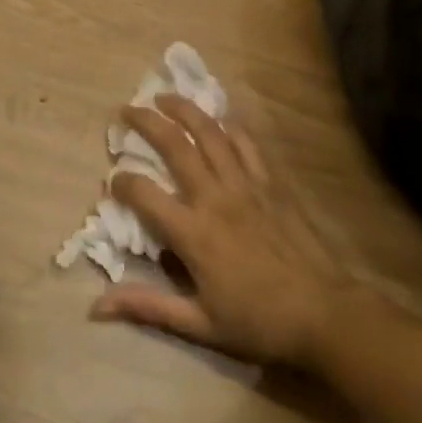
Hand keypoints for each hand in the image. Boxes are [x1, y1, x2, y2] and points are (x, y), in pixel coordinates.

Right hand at [89, 96, 350, 367]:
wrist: (324, 314)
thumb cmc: (259, 322)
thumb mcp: (199, 325)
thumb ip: (147, 306)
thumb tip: (97, 306)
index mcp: (193, 232)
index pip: (144, 194)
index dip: (121, 183)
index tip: (113, 182)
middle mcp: (214, 197)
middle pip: (173, 144)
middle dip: (145, 121)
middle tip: (127, 110)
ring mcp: (244, 184)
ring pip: (208, 132)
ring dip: (183, 109)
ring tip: (164, 97)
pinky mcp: (269, 181)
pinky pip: (245, 143)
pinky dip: (227, 125)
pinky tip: (216, 119)